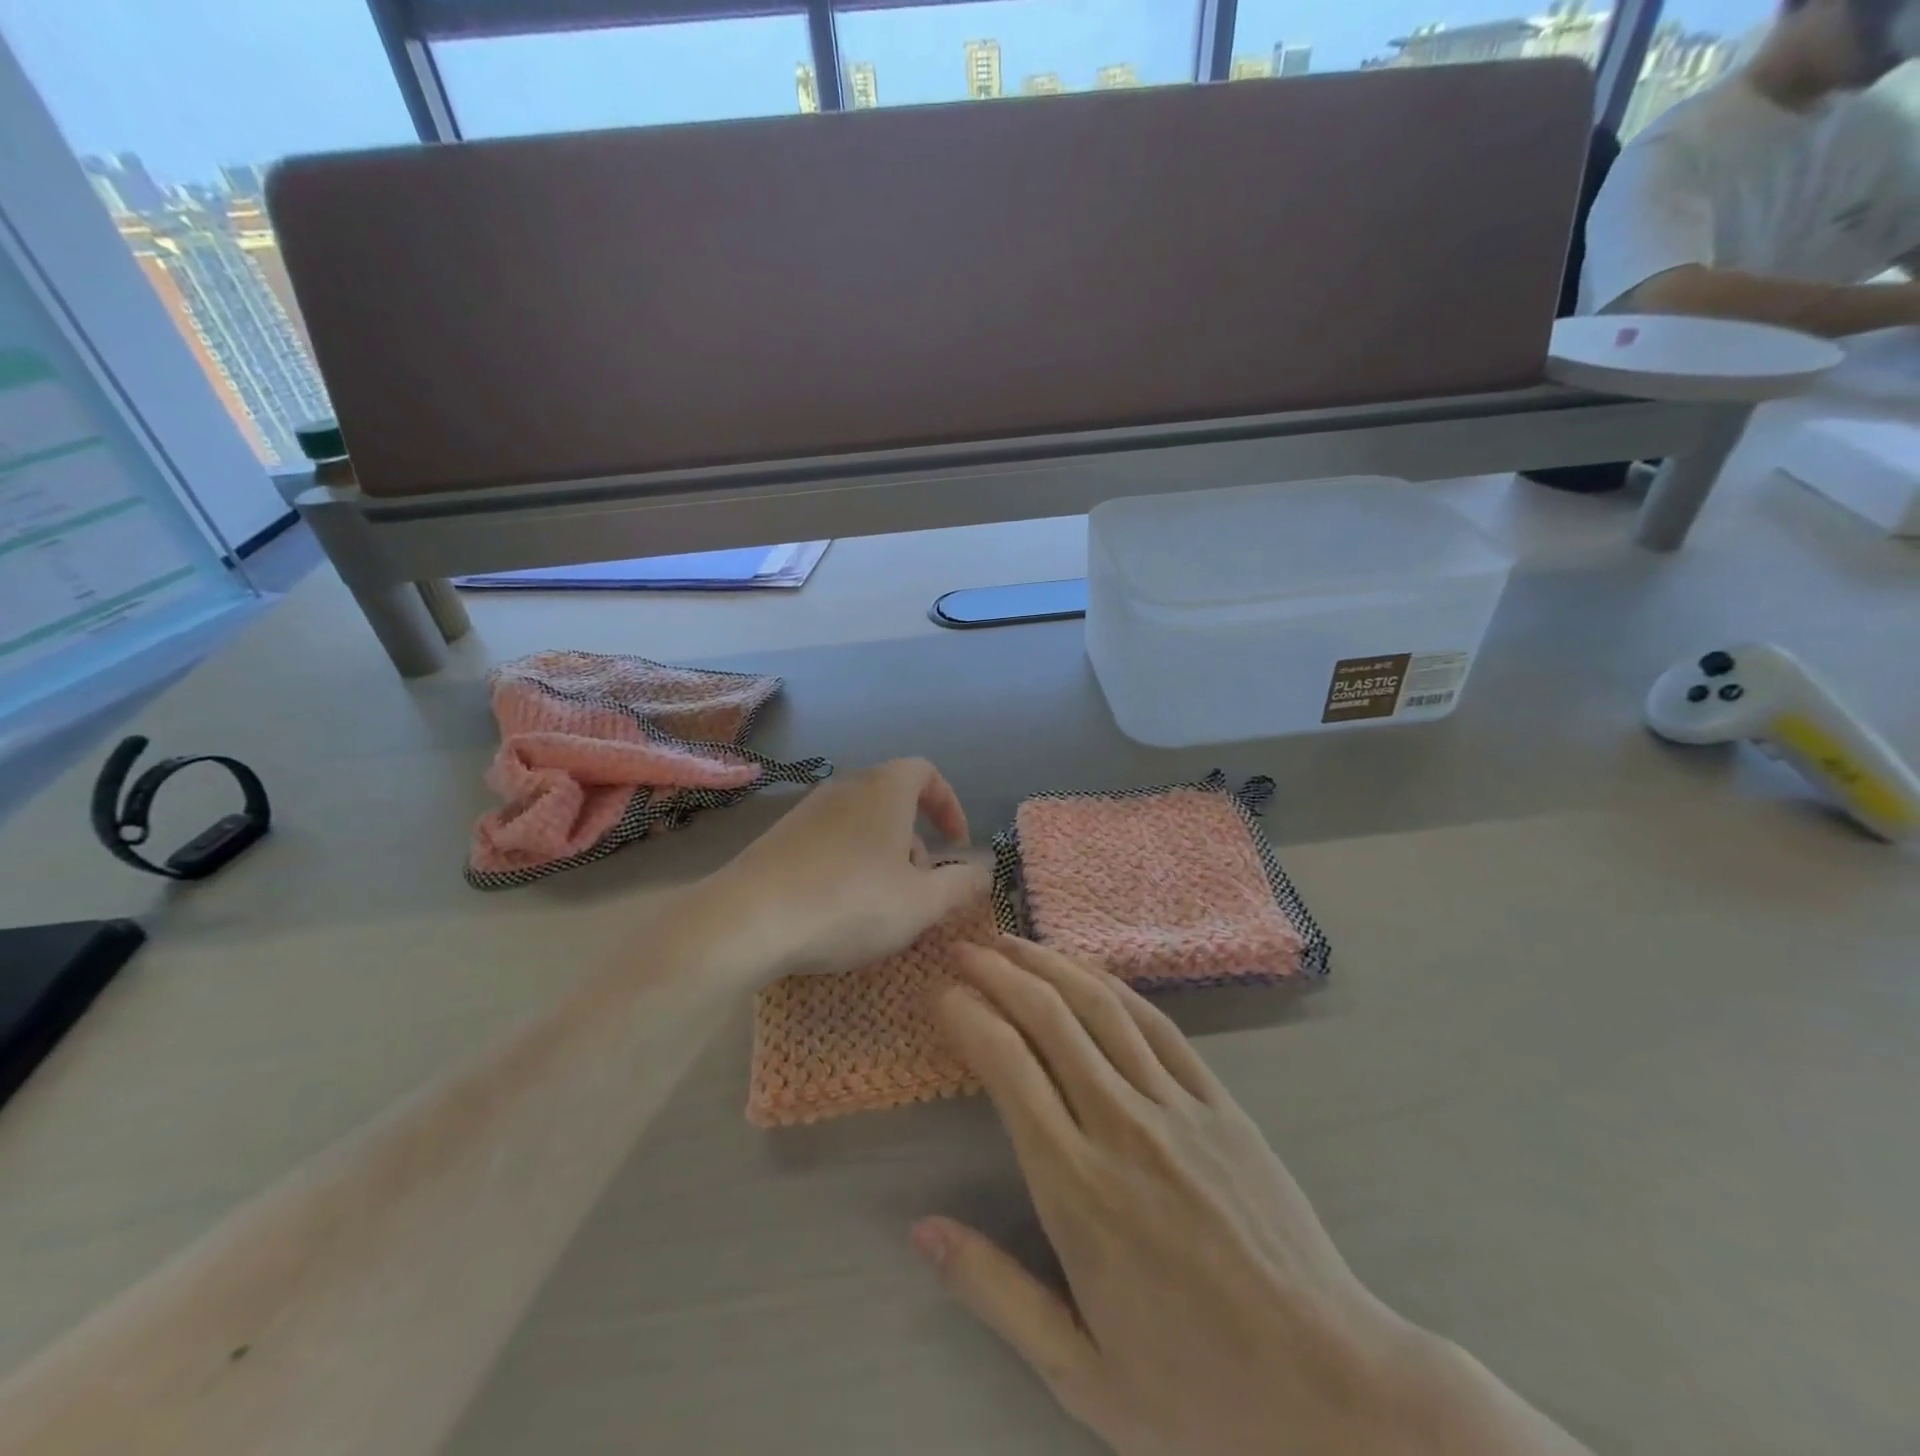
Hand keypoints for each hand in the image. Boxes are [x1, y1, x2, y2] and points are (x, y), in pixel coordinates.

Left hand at [698, 759, 988, 985]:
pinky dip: (847, 863)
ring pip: (860, 822)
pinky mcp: (778, 837)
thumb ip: (961, 885)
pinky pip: (828, 839)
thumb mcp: (921, 903)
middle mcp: (845, 788)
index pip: (926, 772)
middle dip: (915, 840)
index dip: (949, 804)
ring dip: (882, 855)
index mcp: (884, 790)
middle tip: (918, 886)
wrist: (747, 919)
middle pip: (892, 799)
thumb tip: (984, 872)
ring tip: (879, 904)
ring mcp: (806, 810)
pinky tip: (837, 907)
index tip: (956, 843)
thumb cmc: (849, 903)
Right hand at [918, 938, 1588, 1455]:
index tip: (943, 995)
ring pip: (1102, 1008)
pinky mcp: (1220, 1103)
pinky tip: (1089, 972)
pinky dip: (1114, 987)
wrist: (1334, 1393)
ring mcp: (1177, 1108)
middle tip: (965, 950)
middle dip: (1000, 973)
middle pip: (1050, 1019)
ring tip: (1014, 942)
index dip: (970, 1017)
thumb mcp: (1081, 1376)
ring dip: (1051, 965)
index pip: (1009, 1068)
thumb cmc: (1199, 1395)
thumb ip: (995, 1293)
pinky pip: (1158, 1025)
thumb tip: (921, 1230)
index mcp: (1077, 1190)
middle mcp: (1122, 1128)